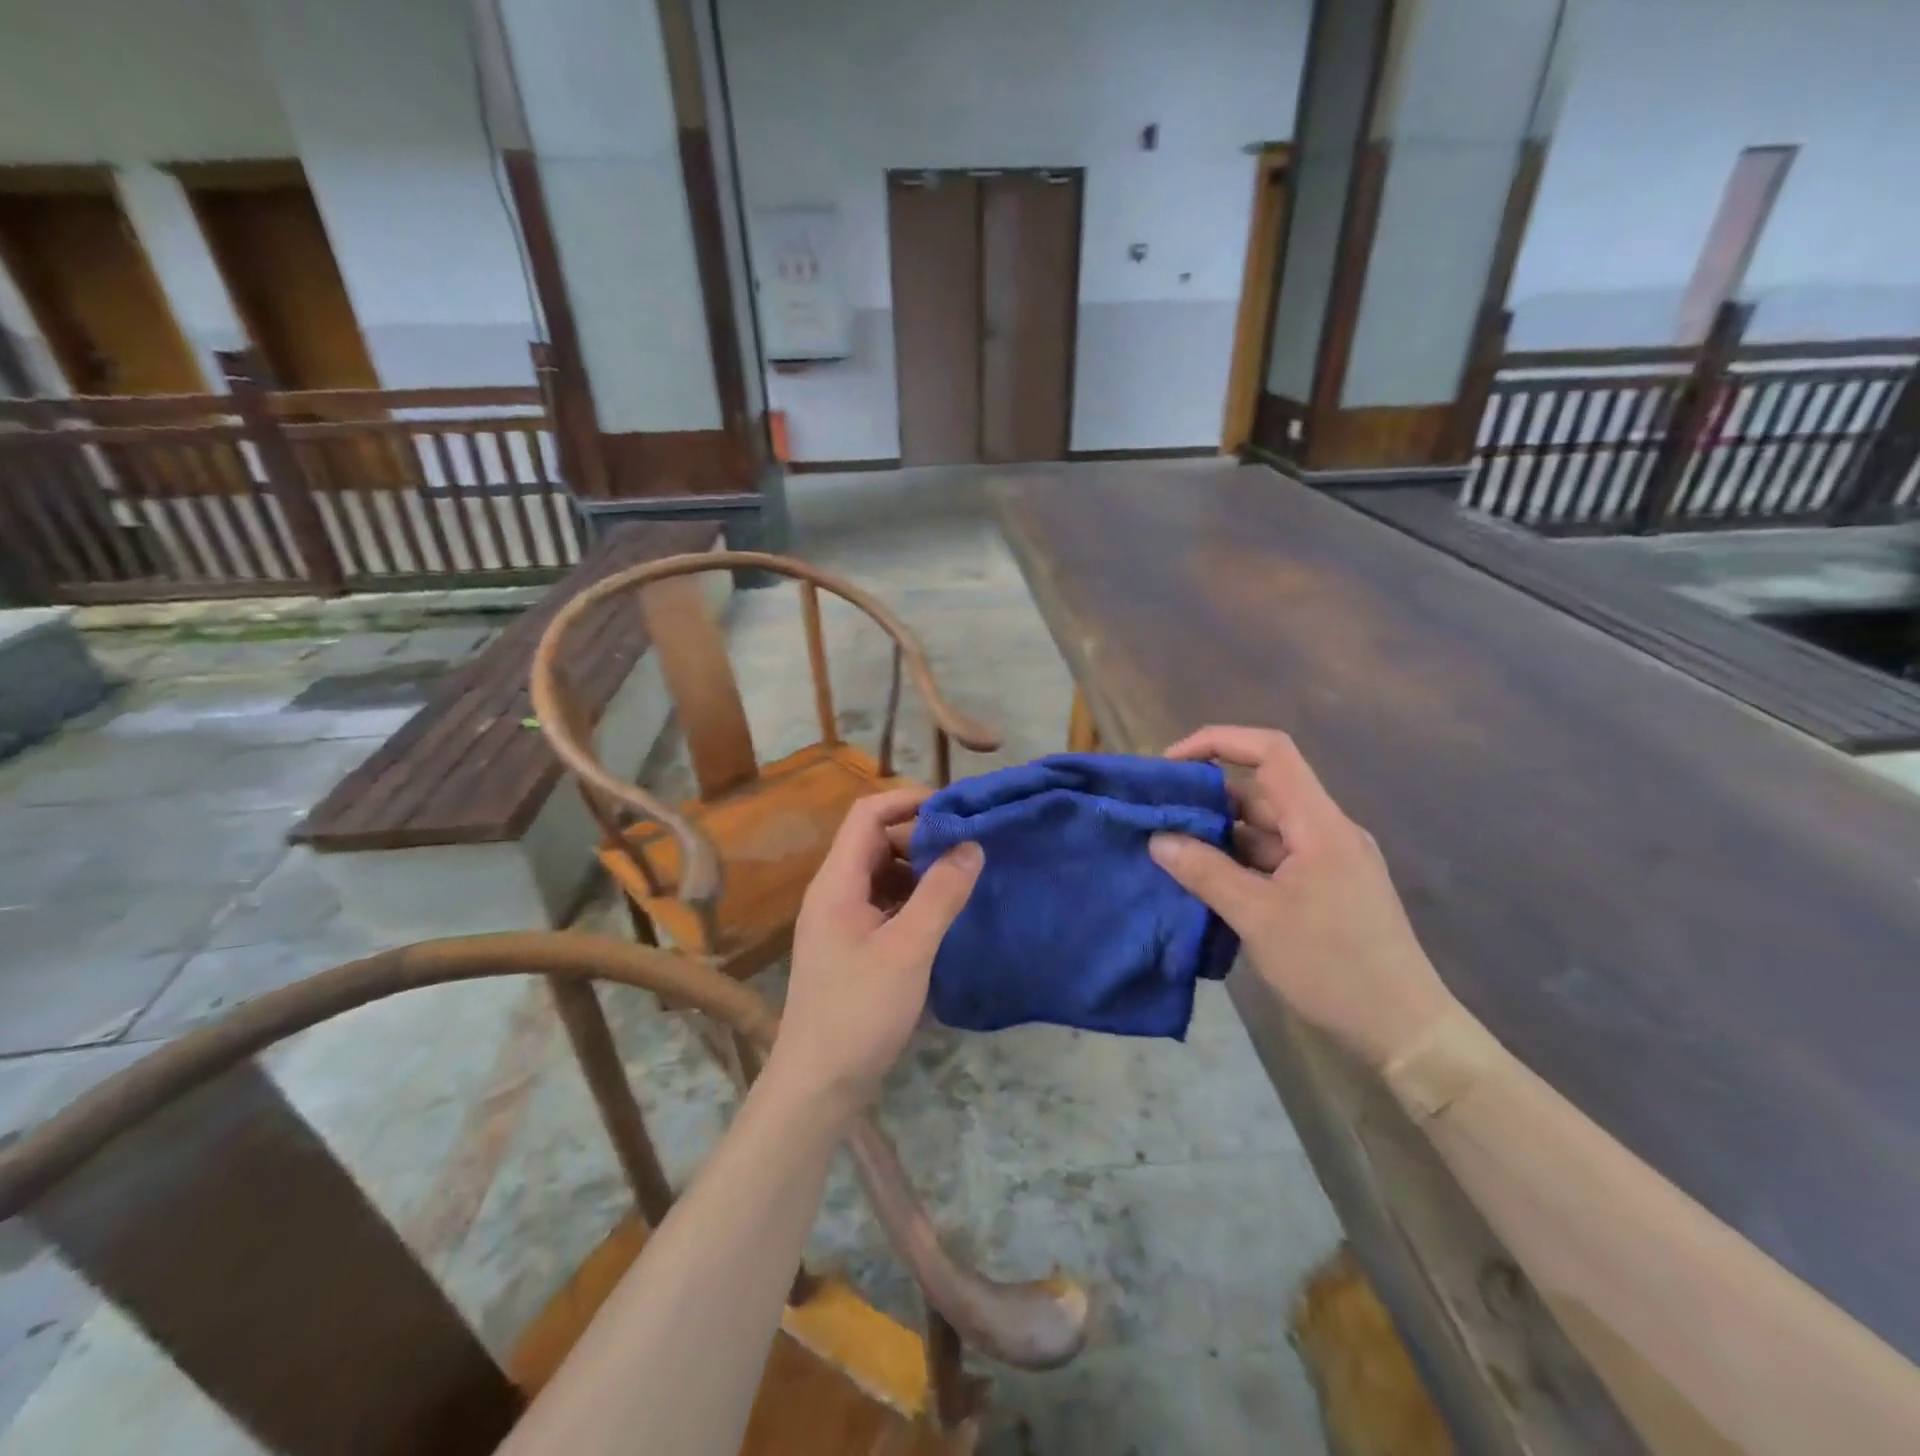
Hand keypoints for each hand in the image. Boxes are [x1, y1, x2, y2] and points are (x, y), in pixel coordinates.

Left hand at [768, 786, 983, 1120]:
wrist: (818, 1085)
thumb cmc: (859, 1012)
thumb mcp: (908, 949)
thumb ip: (941, 894)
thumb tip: (972, 845)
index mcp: (837, 882)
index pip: (868, 815)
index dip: (909, 801)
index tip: (955, 810)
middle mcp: (834, 893)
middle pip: (876, 842)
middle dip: (922, 838)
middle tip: (969, 848)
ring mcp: (841, 922)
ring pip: (883, 875)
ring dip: (921, 870)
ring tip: (964, 878)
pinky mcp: (852, 947)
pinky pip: (885, 905)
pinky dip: (914, 900)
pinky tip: (943, 916)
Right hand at [1149, 726, 1457, 1071]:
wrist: (1405, 1031)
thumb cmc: (1334, 967)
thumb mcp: (1258, 917)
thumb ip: (1205, 872)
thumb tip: (1158, 839)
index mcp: (1319, 824)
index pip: (1272, 752)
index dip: (1219, 741)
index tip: (1170, 764)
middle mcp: (1326, 831)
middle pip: (1261, 792)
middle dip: (1207, 798)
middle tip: (1157, 816)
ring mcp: (1327, 862)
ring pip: (1263, 830)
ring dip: (1218, 836)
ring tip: (1169, 851)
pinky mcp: (1325, 890)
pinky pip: (1272, 860)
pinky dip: (1236, 863)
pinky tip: (1204, 882)